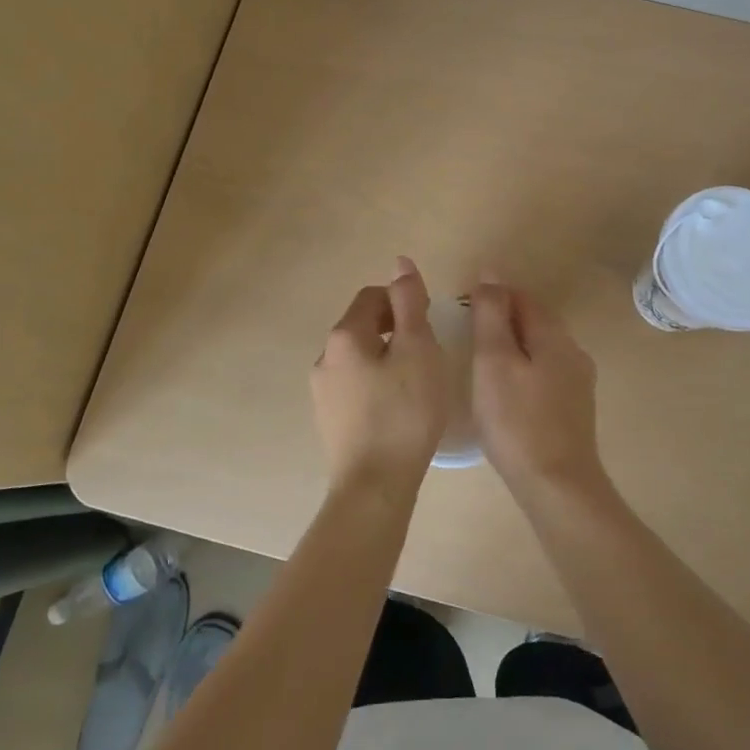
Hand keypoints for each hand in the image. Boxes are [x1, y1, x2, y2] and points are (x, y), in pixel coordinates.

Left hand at [310, 257, 447, 496]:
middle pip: (363, 326)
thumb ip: (410, 302)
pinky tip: (397, 410)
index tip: (428, 325)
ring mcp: (321, 392)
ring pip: (359, 358)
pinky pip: (354, 386)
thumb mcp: (418, 349)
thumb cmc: (404, 412)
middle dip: (395, 331)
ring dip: (386, 359)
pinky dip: (376, 385)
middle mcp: (324, 358)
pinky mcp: (328, 420)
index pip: (372, 297)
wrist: (375, 487)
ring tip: (415, 384)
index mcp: (344, 336)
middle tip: (427, 355)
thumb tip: (400, 262)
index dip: (403, 302)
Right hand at [469, 277, 603, 499]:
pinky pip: (545, 373)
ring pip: (540, 348)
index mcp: (554, 336)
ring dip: (512, 346)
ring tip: (479, 363)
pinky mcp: (574, 409)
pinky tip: (504, 392)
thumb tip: (490, 273)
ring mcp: (578, 382)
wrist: (558, 487)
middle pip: (534, 320)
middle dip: (501, 319)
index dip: (491, 295)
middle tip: (465, 336)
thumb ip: (491, 314)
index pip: (521, 297)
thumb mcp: (494, 361)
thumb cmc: (517, 421)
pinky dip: (522, 370)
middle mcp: (573, 352)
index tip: (460, 309)